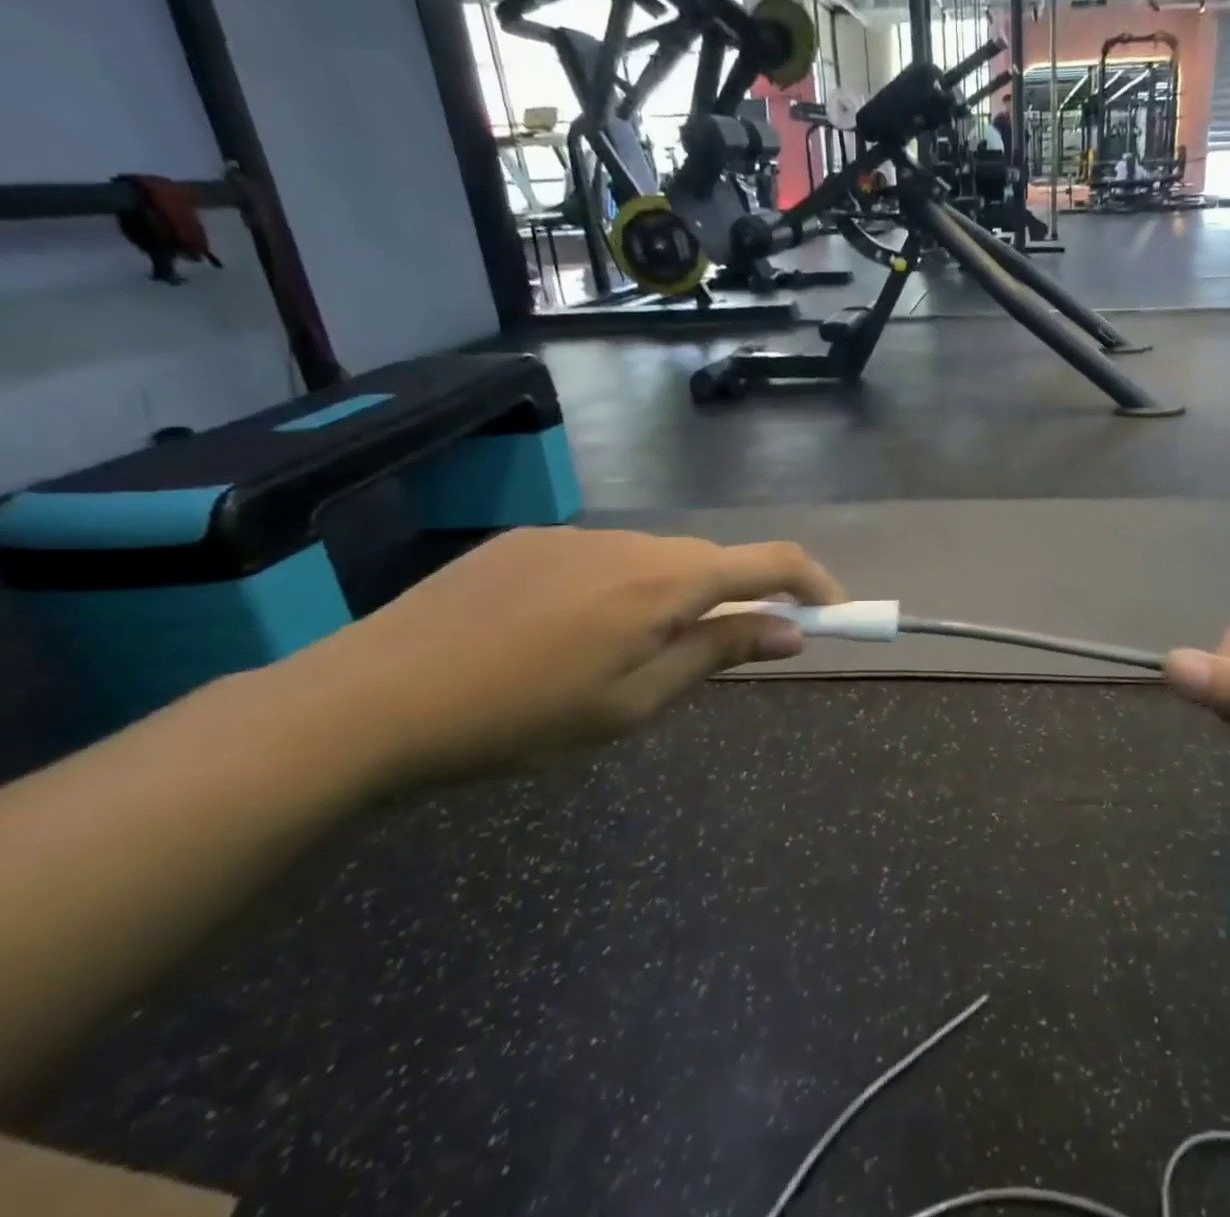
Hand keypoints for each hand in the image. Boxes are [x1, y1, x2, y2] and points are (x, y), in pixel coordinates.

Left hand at [270, 528, 842, 783]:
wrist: (370, 701)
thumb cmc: (521, 718)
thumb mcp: (634, 703)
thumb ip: (718, 653)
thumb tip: (791, 630)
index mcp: (665, 582)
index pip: (769, 562)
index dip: (813, 582)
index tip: (834, 612)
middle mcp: (631, 542)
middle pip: (712, 560)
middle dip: (738, 598)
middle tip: (730, 651)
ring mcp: (575, 535)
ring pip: (655, 559)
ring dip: (673, 597)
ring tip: (631, 656)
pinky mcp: (529, 540)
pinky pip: (602, 558)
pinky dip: (619, 589)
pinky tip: (568, 635)